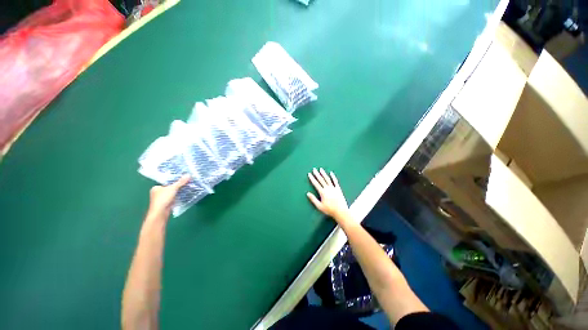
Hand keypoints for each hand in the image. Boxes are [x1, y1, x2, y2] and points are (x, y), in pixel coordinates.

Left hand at [147, 174, 190, 219]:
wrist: (160, 213)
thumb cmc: (163, 199)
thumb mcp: (173, 188)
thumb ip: (181, 182)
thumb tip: (189, 174)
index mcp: (156, 187)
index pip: (167, 182)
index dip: (175, 180)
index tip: (183, 178)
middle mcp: (157, 193)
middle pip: (170, 187)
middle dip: (178, 186)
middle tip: (187, 182)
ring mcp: (162, 199)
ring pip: (172, 193)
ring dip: (179, 191)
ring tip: (188, 187)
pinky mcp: (166, 204)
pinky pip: (174, 198)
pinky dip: (179, 196)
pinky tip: (185, 194)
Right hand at [307, 168, 349, 220]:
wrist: (341, 211)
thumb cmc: (329, 210)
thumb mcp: (319, 206)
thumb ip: (313, 199)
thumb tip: (307, 193)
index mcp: (322, 192)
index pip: (316, 184)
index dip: (312, 178)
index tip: (309, 174)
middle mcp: (328, 188)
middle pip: (321, 180)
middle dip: (317, 174)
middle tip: (314, 169)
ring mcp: (333, 188)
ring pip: (327, 179)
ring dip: (324, 174)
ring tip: (321, 169)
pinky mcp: (338, 189)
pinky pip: (335, 181)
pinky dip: (333, 177)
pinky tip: (331, 173)